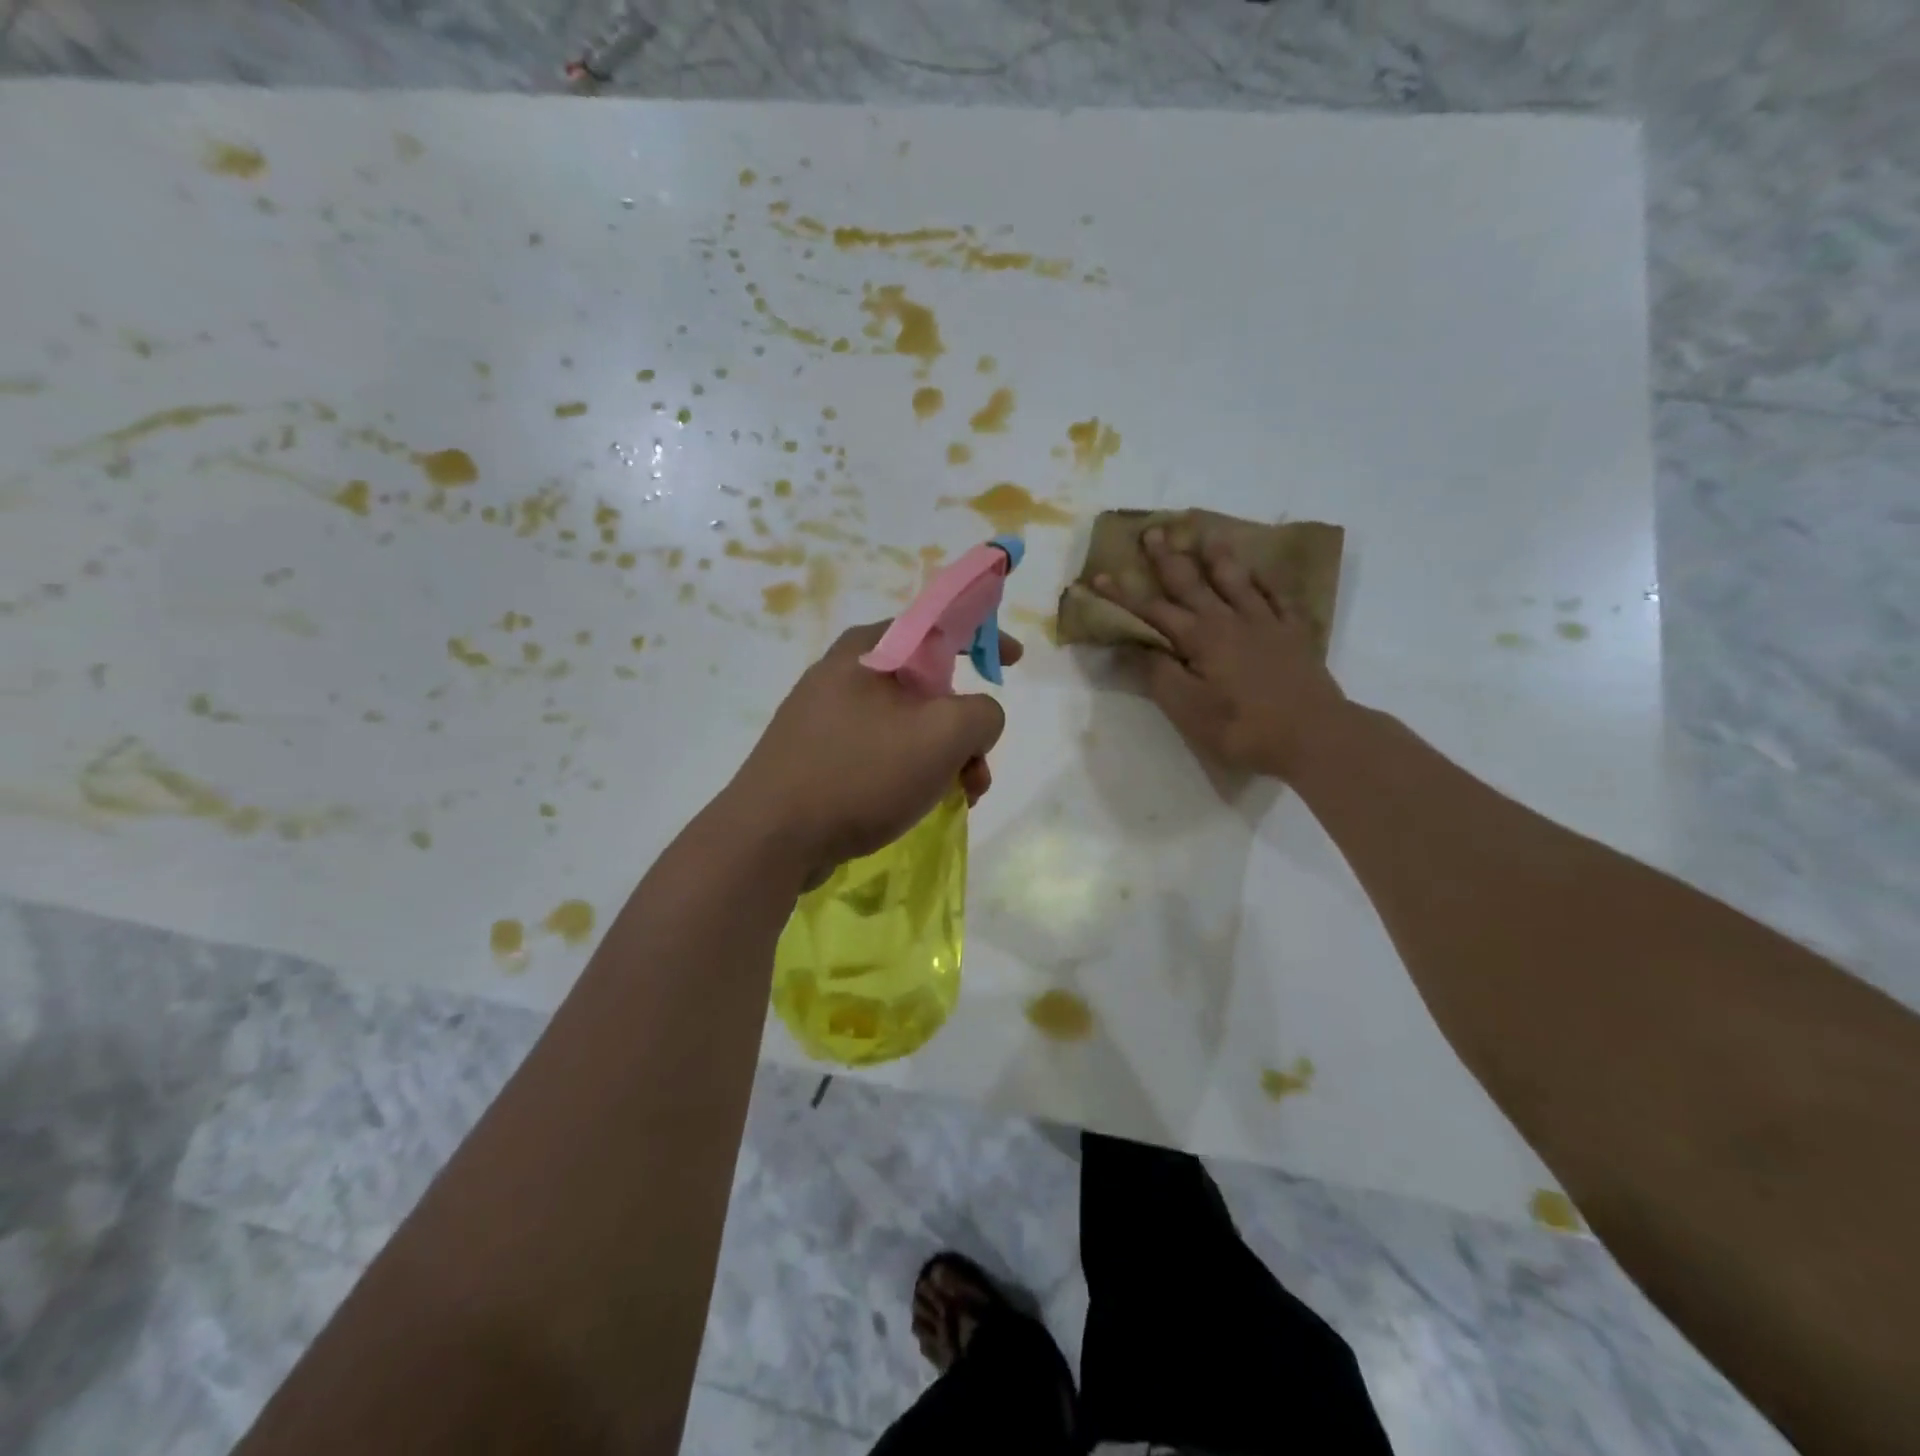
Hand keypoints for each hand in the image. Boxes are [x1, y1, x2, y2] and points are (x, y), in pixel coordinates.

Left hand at [730, 622, 1023, 883]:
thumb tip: (977, 718)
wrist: (771, 838)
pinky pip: (880, 751)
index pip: (938, 623)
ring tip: (960, 797)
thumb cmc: (860, 773)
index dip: (984, 635)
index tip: (1014, 662)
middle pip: (928, 685)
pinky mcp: (816, 755)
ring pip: (907, 724)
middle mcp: (844, 673)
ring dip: (943, 756)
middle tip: (980, 766)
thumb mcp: (943, 735)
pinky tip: (919, 805)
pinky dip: (910, 771)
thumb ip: (983, 713)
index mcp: (870, 650)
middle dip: (965, 726)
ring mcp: (825, 716)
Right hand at [1094, 528, 1347, 780]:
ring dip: (1218, 558)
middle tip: (1153, 531)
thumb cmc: (1242, 728)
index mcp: (1199, 638)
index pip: (1153, 611)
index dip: (1123, 595)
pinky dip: (1264, 582)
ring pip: (1236, 581)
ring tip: (1207, 535)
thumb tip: (1129, 645)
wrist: (1313, 735)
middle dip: (1168, 559)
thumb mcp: (1188, 709)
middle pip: (1192, 583)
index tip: (1099, 576)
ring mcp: (1265, 624)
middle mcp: (1229, 620)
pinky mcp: (1294, 634)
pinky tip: (1259, 574)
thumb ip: (1157, 674)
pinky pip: (1277, 597)